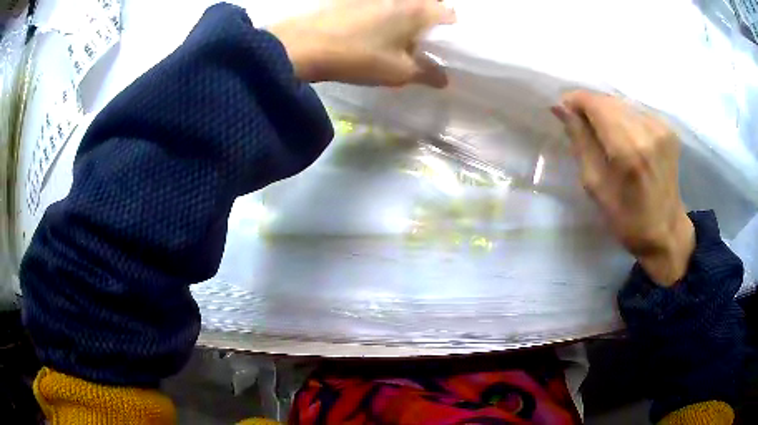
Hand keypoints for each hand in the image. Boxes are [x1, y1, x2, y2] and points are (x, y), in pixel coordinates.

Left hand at [269, 0, 455, 86]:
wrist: (303, 45)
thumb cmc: (358, 56)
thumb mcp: (397, 72)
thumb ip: (426, 73)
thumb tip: (443, 79)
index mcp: (418, 9)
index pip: (449, 12)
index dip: (450, 30)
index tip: (442, 46)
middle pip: (428, 2)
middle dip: (429, 19)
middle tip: (420, 41)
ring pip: (403, 2)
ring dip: (406, 15)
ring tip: (396, 36)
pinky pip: (381, 2)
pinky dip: (385, 12)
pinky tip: (372, 29)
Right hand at [552, 91, 694, 285]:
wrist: (666, 231)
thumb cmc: (627, 218)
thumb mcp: (595, 185)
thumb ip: (580, 141)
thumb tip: (561, 107)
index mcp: (627, 150)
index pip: (595, 103)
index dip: (575, 101)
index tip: (564, 111)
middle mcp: (647, 131)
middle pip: (609, 100)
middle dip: (590, 107)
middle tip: (581, 124)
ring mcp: (661, 127)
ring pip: (623, 103)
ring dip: (608, 112)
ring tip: (603, 133)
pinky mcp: (669, 129)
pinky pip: (637, 111)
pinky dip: (625, 118)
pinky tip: (624, 137)